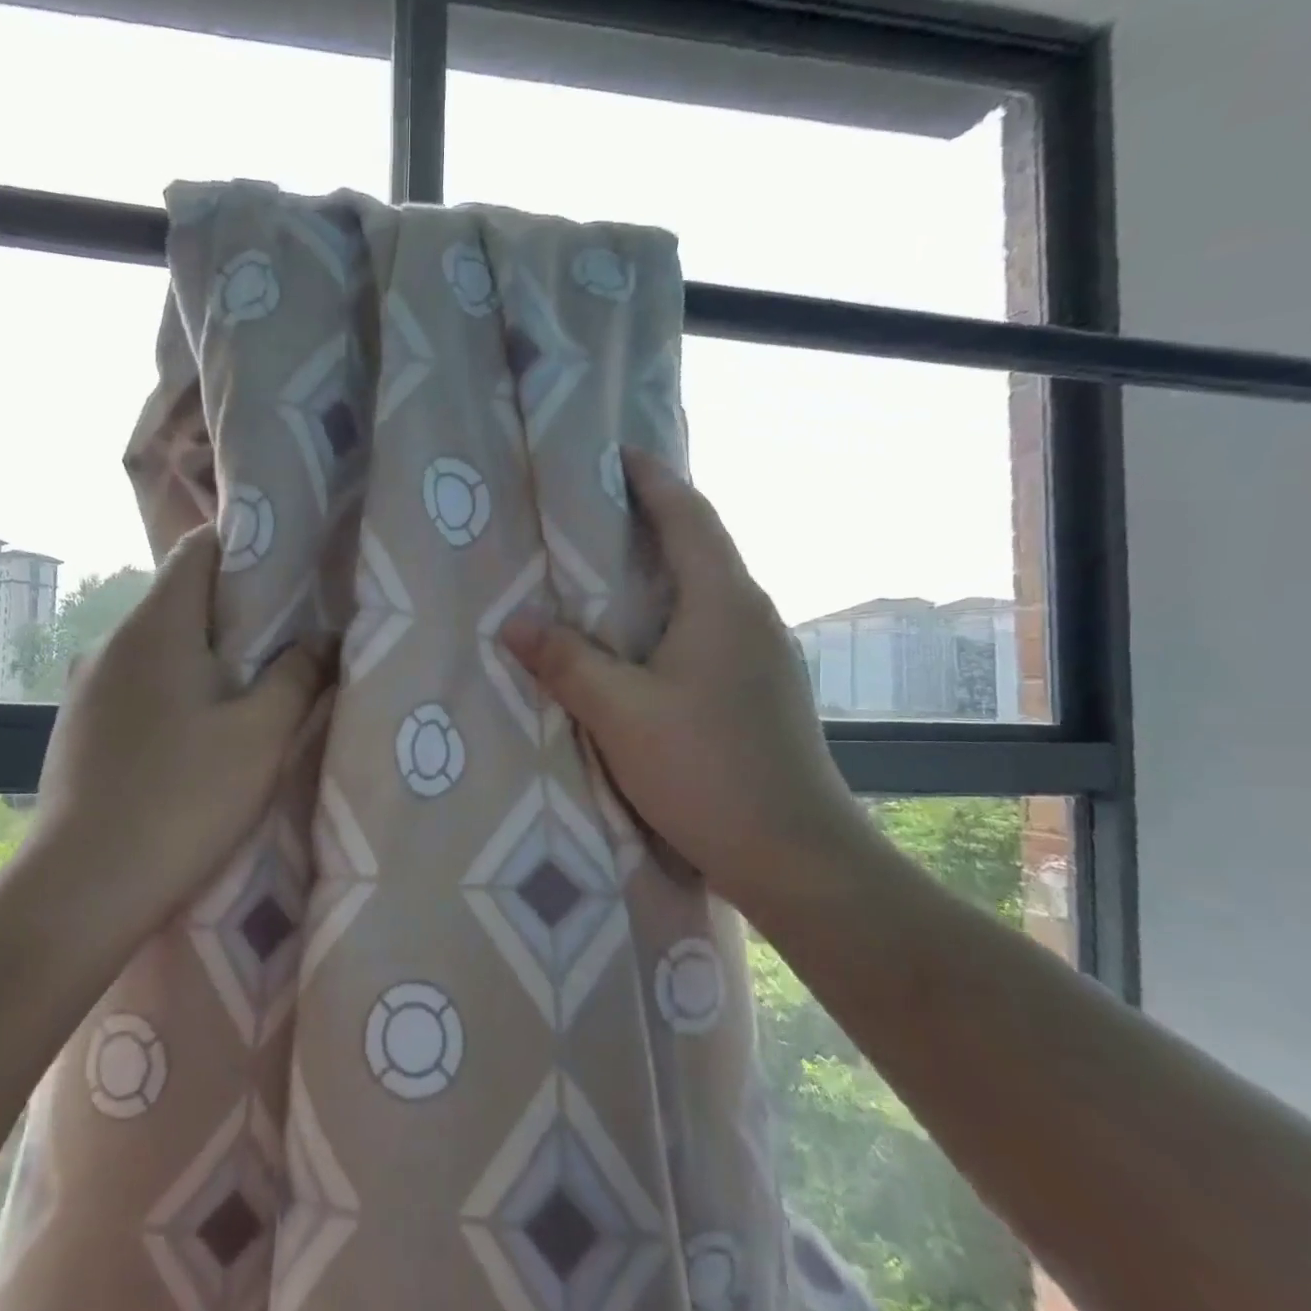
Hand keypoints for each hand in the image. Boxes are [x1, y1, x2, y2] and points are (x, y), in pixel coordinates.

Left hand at [26, 524, 331, 938]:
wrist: (82, 888)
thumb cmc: (182, 799)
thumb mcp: (261, 736)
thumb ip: (299, 675)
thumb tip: (325, 637)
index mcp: (156, 626)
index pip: (198, 549)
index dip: (246, 546)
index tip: (292, 569)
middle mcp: (112, 643)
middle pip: (181, 598)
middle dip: (236, 609)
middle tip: (291, 635)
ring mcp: (88, 686)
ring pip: (160, 646)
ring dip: (206, 655)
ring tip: (253, 687)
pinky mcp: (80, 728)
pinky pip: (139, 685)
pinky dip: (176, 689)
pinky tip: (199, 733)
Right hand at [502, 449, 880, 915]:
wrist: (796, 855)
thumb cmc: (707, 771)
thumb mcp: (620, 714)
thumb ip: (566, 662)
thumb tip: (514, 621)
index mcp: (722, 601)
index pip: (687, 515)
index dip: (651, 478)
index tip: (612, 455)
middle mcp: (750, 614)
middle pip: (699, 545)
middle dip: (649, 518)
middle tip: (589, 512)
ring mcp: (762, 654)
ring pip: (703, 590)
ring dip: (659, 570)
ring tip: (602, 571)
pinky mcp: (760, 688)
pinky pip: (708, 627)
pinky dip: (669, 613)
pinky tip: (637, 642)